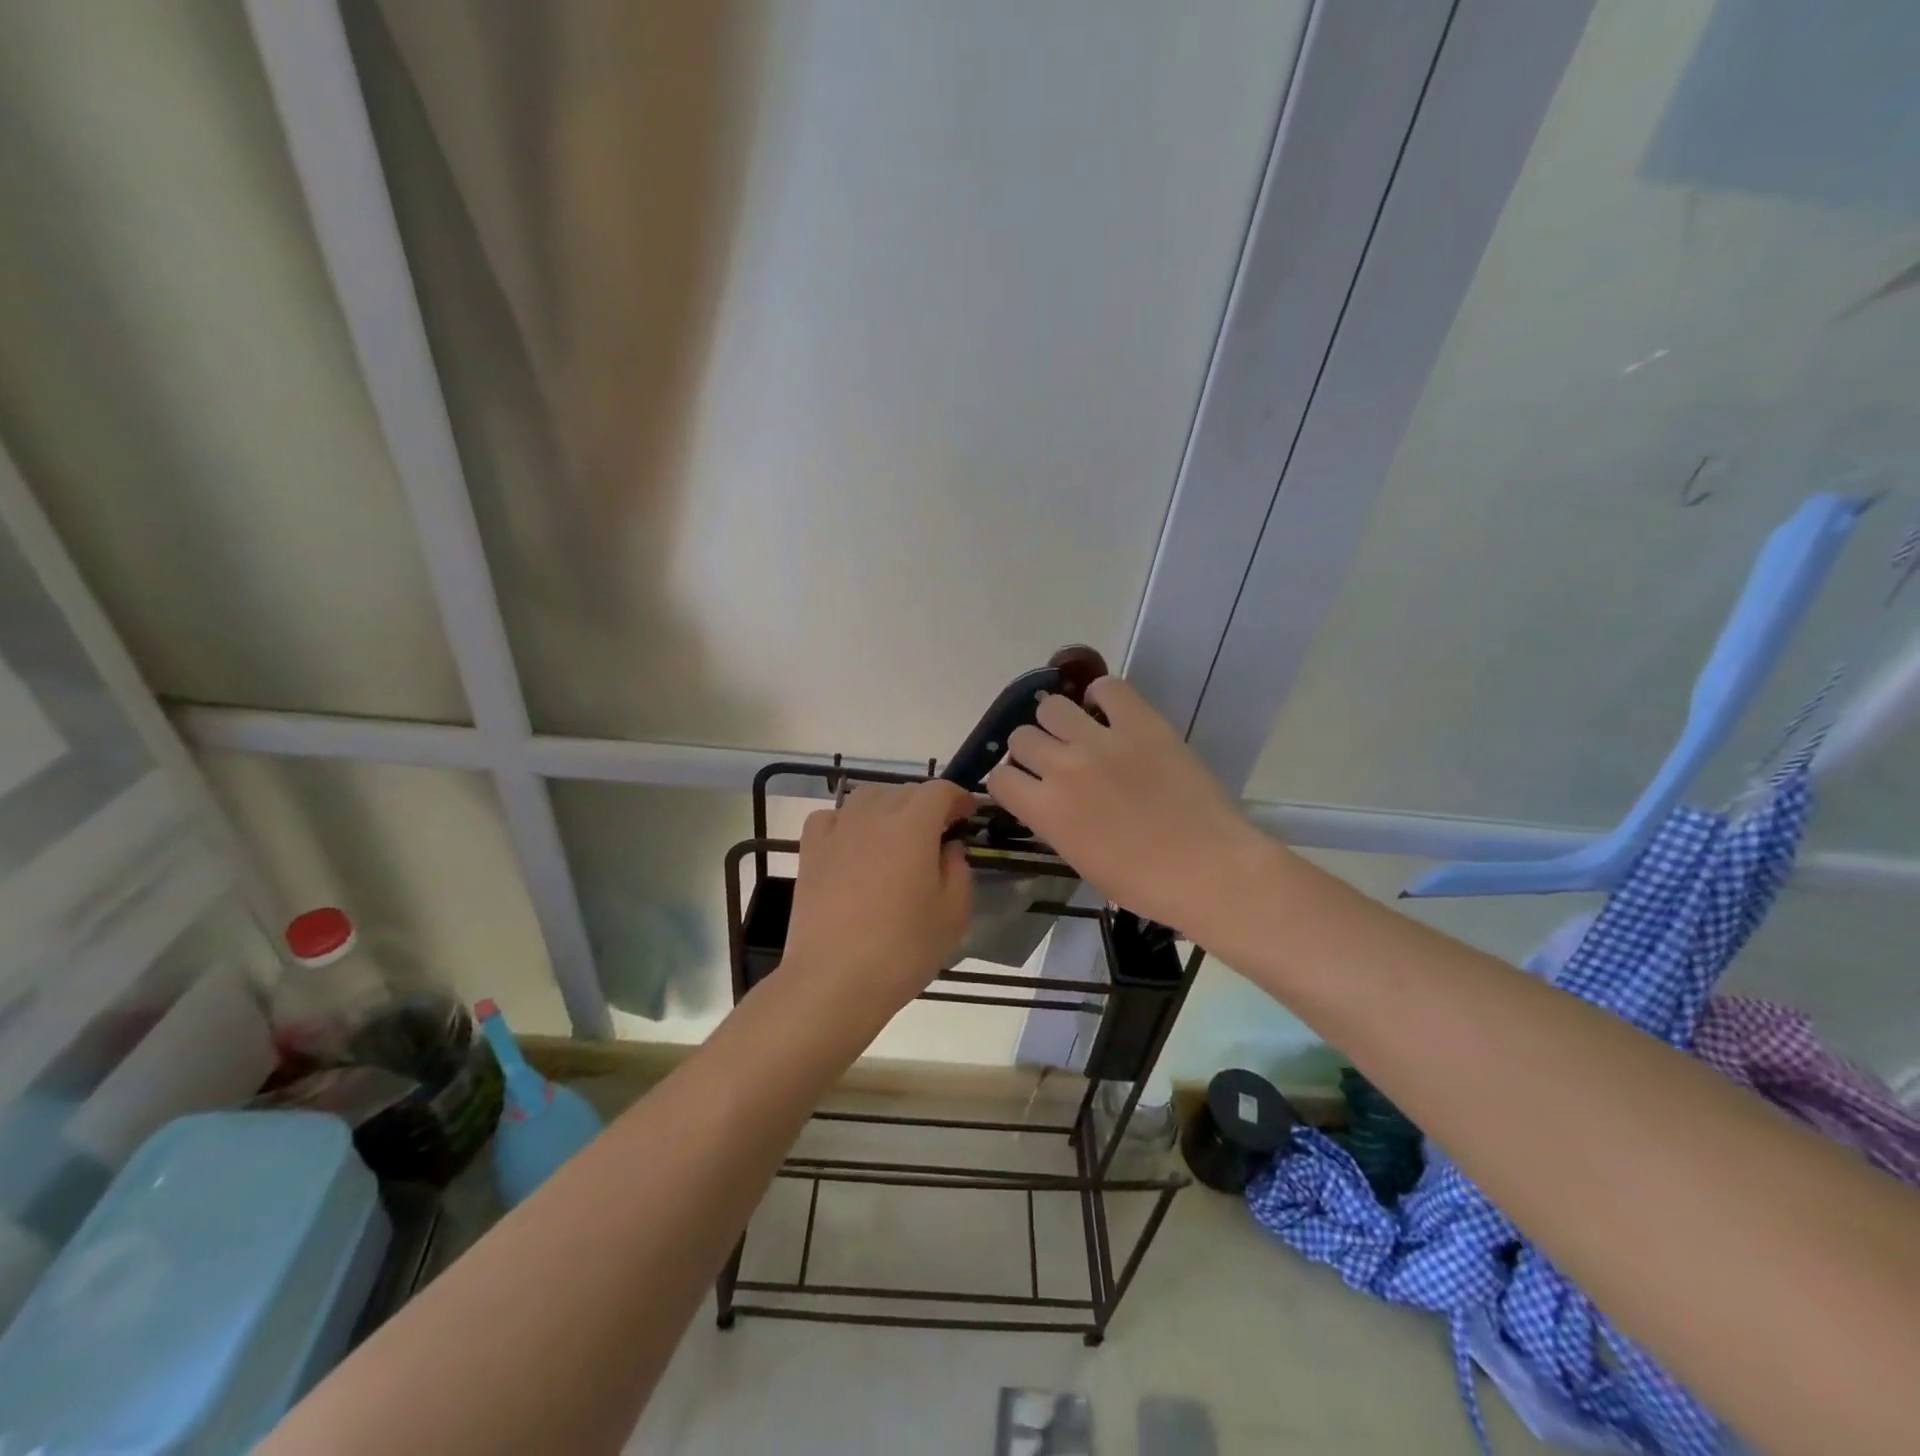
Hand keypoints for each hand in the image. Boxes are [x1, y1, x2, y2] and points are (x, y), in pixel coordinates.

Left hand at [780, 780, 974, 1036]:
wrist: (834, 979)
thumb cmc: (903, 949)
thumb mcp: (953, 914)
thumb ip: (958, 870)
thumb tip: (948, 847)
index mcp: (913, 826)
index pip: (940, 790)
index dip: (958, 797)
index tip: (968, 815)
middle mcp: (873, 816)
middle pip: (904, 791)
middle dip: (927, 804)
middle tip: (938, 833)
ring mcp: (837, 830)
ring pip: (867, 797)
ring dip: (889, 807)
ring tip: (897, 835)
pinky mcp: (810, 850)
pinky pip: (832, 817)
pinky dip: (847, 821)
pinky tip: (853, 843)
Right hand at [984, 677, 1272, 937]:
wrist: (1208, 870)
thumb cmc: (1142, 883)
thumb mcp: (1079, 860)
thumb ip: (1053, 823)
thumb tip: (1047, 801)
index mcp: (1045, 810)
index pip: (998, 778)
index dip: (1009, 783)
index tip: (1026, 788)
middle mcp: (1063, 766)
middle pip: (1021, 737)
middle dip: (1032, 751)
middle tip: (1055, 762)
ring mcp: (1101, 740)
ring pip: (1052, 706)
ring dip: (1058, 722)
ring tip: (1080, 734)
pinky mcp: (1141, 722)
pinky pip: (1107, 688)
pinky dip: (1102, 697)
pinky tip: (1110, 715)